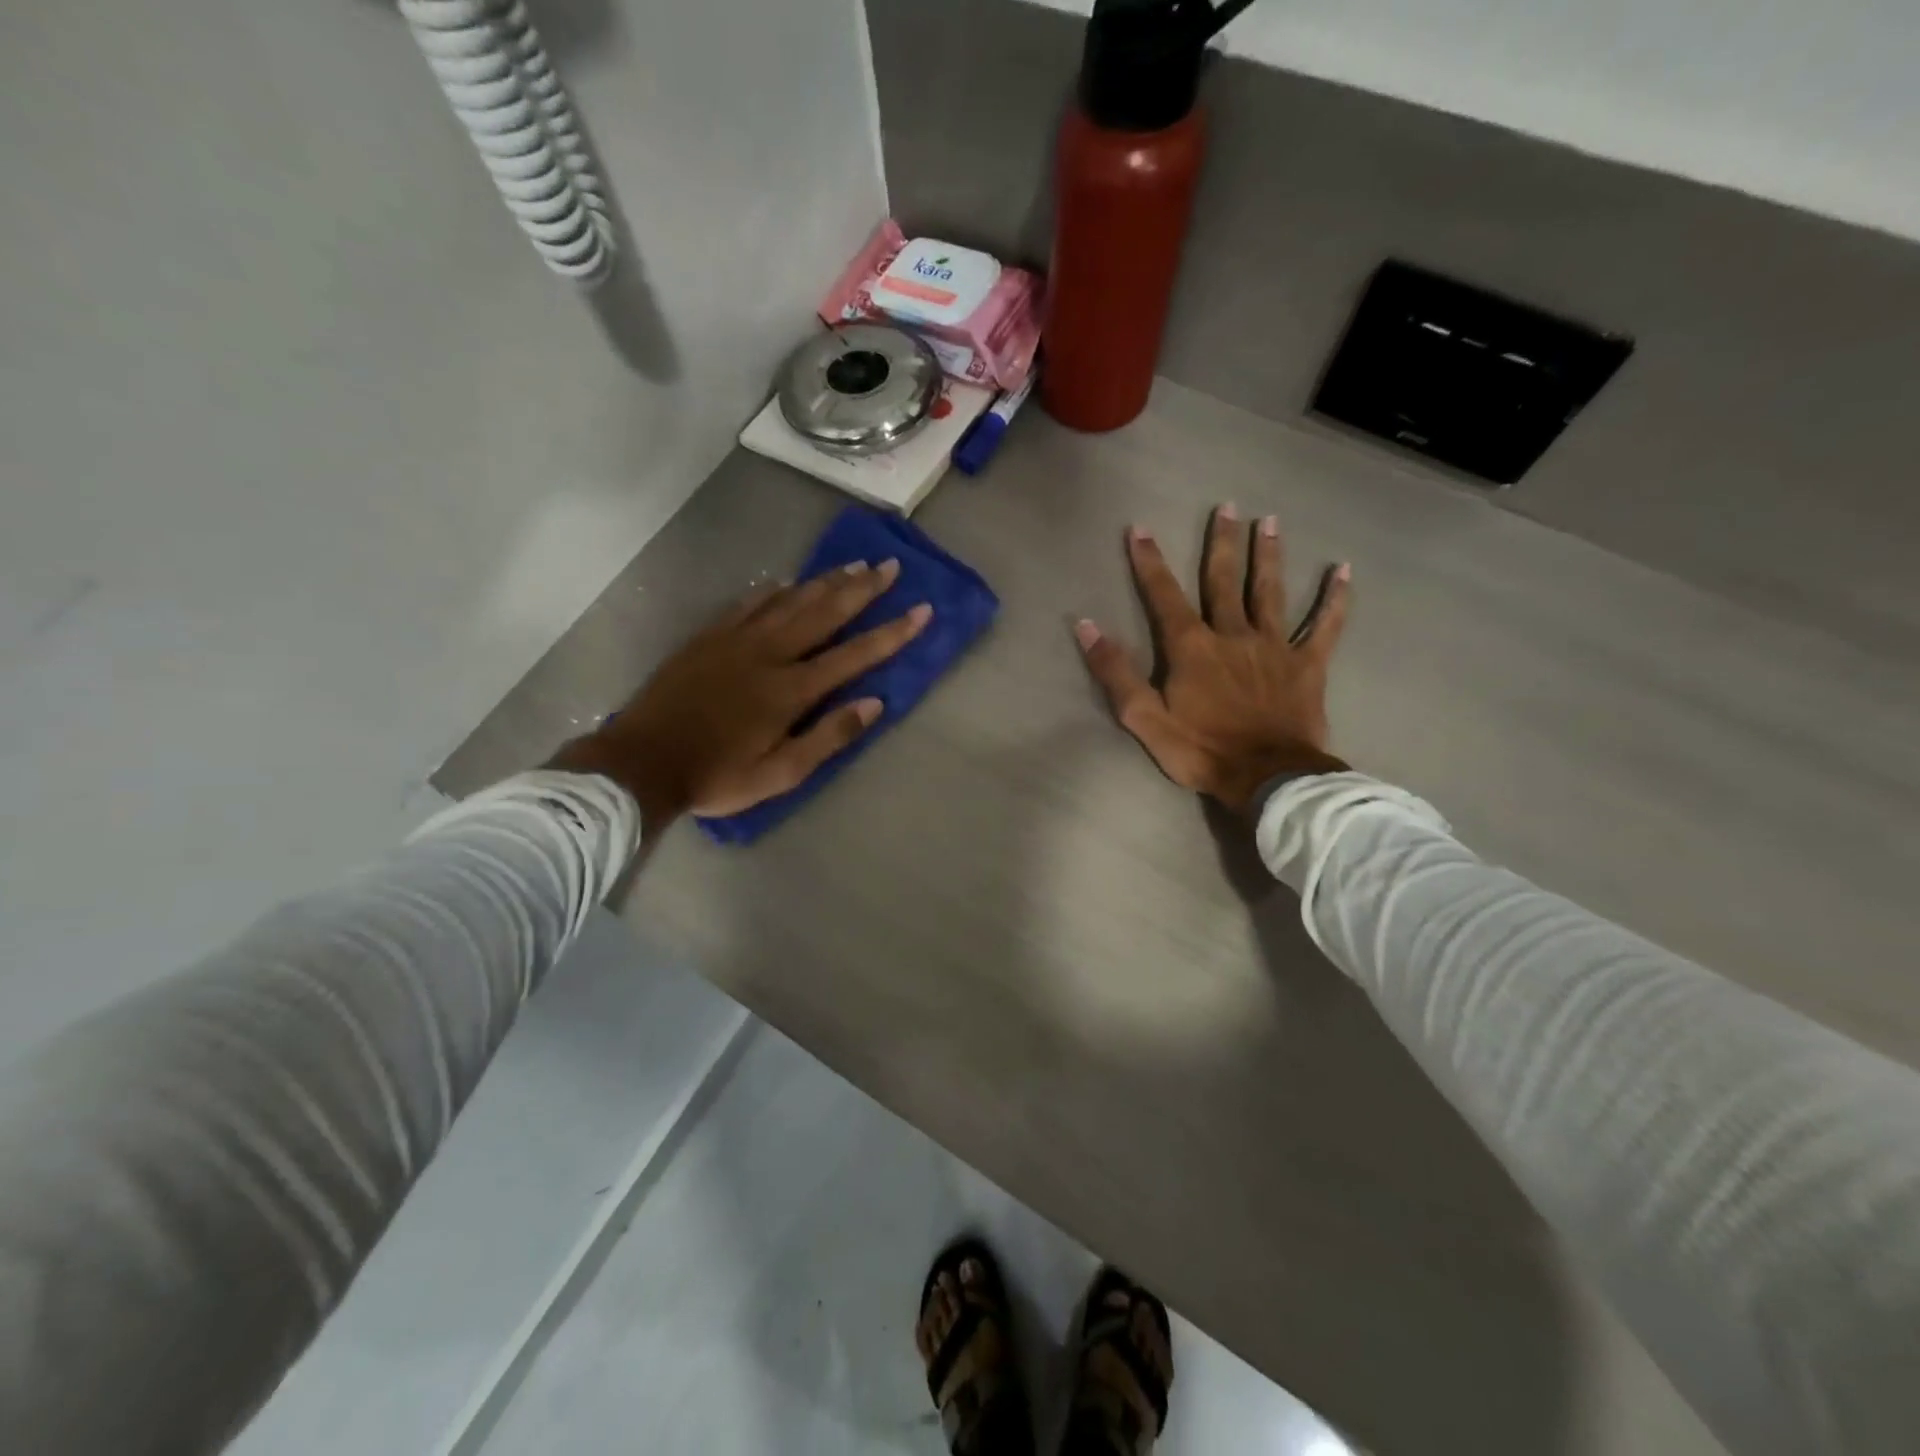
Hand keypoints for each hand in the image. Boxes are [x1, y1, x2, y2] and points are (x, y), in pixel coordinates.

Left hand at [548, 560, 930, 827]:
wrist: (642, 762)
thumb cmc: (717, 776)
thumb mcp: (781, 774)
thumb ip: (829, 736)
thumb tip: (874, 703)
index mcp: (791, 690)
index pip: (854, 655)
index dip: (892, 633)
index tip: (922, 610)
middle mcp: (769, 654)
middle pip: (824, 613)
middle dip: (862, 589)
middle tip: (890, 566)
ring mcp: (736, 641)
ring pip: (789, 601)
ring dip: (824, 582)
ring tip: (853, 565)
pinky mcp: (709, 638)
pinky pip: (748, 604)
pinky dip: (772, 590)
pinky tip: (786, 582)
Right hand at [1076, 507, 1349, 810]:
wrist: (1267, 777)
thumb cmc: (1201, 749)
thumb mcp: (1143, 717)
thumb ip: (1115, 671)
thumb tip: (1087, 626)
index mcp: (1192, 647)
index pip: (1165, 594)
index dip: (1149, 562)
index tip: (1139, 529)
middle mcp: (1233, 634)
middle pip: (1224, 581)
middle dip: (1221, 543)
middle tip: (1227, 507)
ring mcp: (1275, 647)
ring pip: (1270, 592)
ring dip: (1268, 556)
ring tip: (1269, 522)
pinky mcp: (1308, 665)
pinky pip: (1325, 626)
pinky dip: (1335, 600)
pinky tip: (1343, 572)